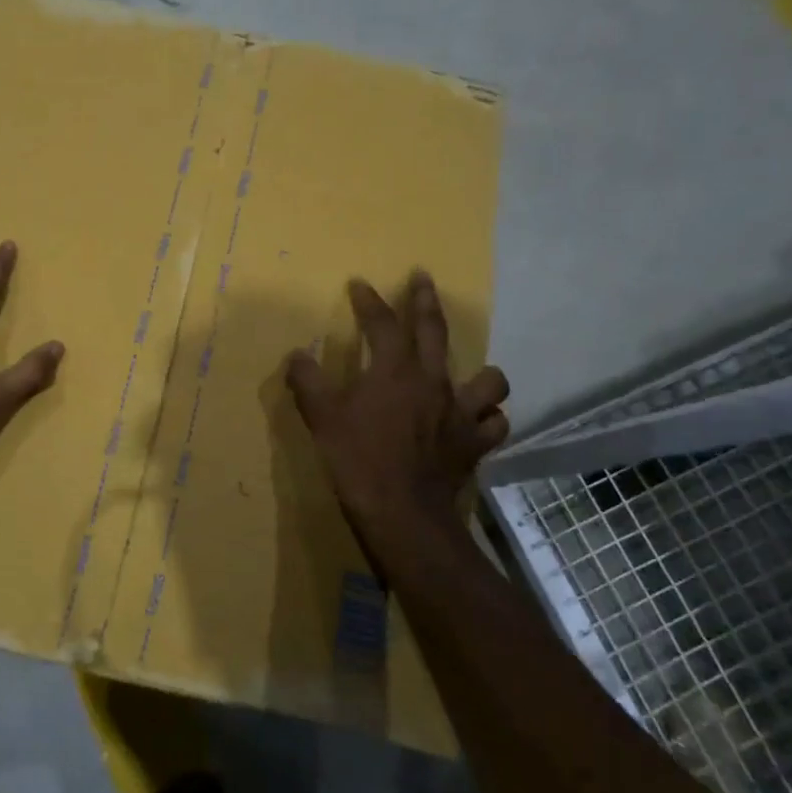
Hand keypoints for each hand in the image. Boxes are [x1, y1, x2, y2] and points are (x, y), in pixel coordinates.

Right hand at [286, 273, 508, 560]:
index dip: (370, 301)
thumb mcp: (322, 419)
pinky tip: (476, 422)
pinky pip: (494, 424)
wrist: (402, 513)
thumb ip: (308, 382)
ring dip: (480, 374)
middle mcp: (433, 382)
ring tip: (469, 375)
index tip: (360, 285)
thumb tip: (297, 355)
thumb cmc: (358, 460)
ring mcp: (461, 413)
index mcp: (395, 371)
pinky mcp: (475, 444)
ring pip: (489, 380)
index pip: (382, 324)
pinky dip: (487, 419)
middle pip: (434, 331)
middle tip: (423, 279)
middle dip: (425, 301)